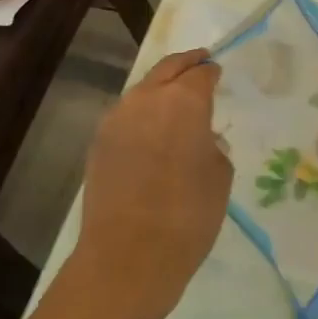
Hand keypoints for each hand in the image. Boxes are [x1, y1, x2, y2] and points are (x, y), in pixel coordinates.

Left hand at [74, 49, 232, 318]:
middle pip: (167, 69)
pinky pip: (126, 116)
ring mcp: (116, 120)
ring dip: (160, 88)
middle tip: (200, 62)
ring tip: (176, 99)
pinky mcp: (98, 143)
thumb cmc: (189, 215)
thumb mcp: (219, 176)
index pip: (201, 74)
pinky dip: (142, 113)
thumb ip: (212, 145)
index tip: (218, 72)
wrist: (128, 256)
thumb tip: (200, 139)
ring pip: (142, 90)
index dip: (212, 72)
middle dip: (186, 63)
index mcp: (184, 101)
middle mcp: (146, 99)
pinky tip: (152, 130)